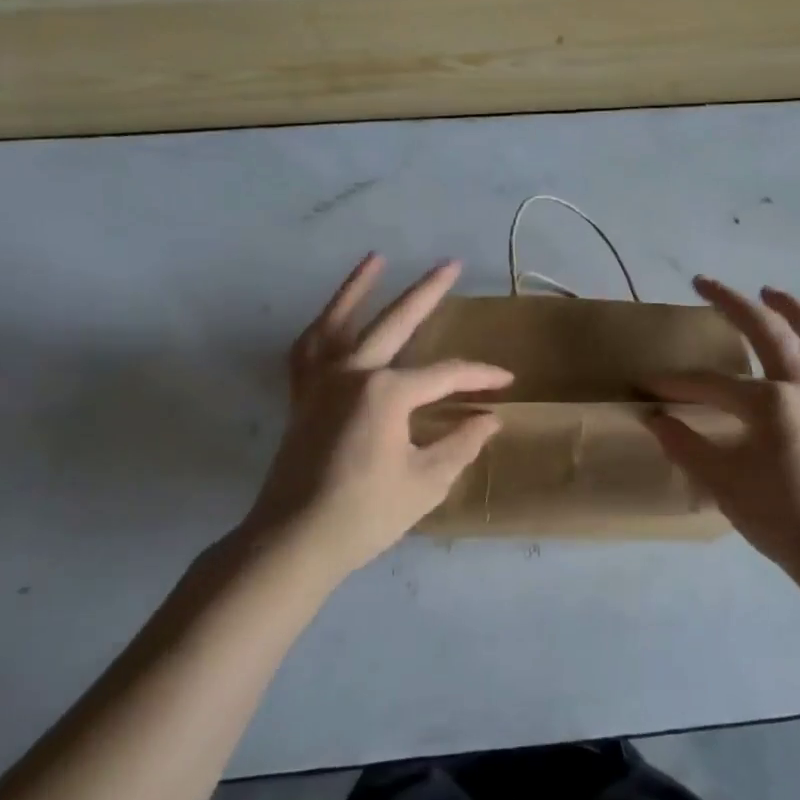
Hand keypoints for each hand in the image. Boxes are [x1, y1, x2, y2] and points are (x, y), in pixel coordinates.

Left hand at [242, 254, 511, 580]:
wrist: (293, 541)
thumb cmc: (365, 514)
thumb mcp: (426, 482)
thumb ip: (461, 444)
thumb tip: (489, 420)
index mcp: (386, 392)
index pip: (445, 375)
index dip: (479, 378)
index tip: (505, 384)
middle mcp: (352, 373)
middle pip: (396, 322)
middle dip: (428, 292)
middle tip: (451, 264)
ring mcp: (320, 382)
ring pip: (339, 321)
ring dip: (358, 288)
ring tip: (376, 258)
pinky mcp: (301, 398)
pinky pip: (308, 351)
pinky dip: (321, 329)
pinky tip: (332, 318)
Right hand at [647, 278, 799, 579]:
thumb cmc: (776, 514)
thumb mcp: (720, 480)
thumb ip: (685, 444)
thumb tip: (656, 419)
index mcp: (768, 401)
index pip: (710, 384)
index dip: (675, 384)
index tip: (648, 386)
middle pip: (766, 330)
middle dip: (731, 302)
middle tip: (704, 282)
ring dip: (792, 309)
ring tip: (770, 292)